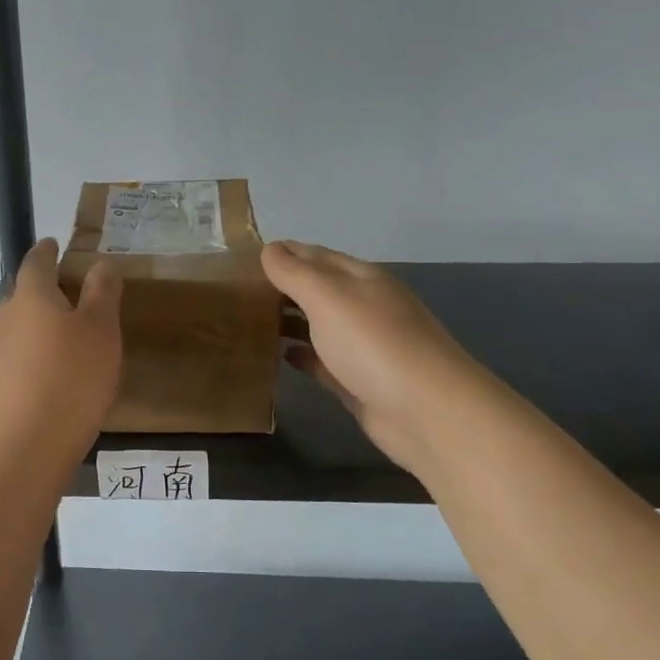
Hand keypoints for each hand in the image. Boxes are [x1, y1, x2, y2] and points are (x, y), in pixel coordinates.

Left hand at [0, 239, 122, 460]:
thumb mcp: (101, 332)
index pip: (36, 262)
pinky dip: (33, 360)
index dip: (47, 251)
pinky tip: (51, 380)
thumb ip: (102, 294)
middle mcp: (5, 319)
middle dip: (46, 293)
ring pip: (18, 330)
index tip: (54, 244)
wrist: (22, 448)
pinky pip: (16, 361)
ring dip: (39, 329)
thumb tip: (100, 264)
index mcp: (31, 297)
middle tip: (74, 297)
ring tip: (66, 342)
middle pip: (24, 296)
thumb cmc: (71, 380)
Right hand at [262, 240, 467, 472]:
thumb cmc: (374, 343)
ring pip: (316, 325)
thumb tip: (269, 249)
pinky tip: (278, 356)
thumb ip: (296, 272)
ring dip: (287, 321)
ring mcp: (361, 346)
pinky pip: (321, 362)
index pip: (314, 256)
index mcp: (360, 278)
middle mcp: (362, 307)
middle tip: (234, 293)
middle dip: (280, 288)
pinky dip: (301, 355)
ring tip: (247, 322)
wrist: (425, 410)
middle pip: (315, 290)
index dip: (281, 254)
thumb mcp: (328, 297)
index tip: (239, 259)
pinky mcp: (356, 381)